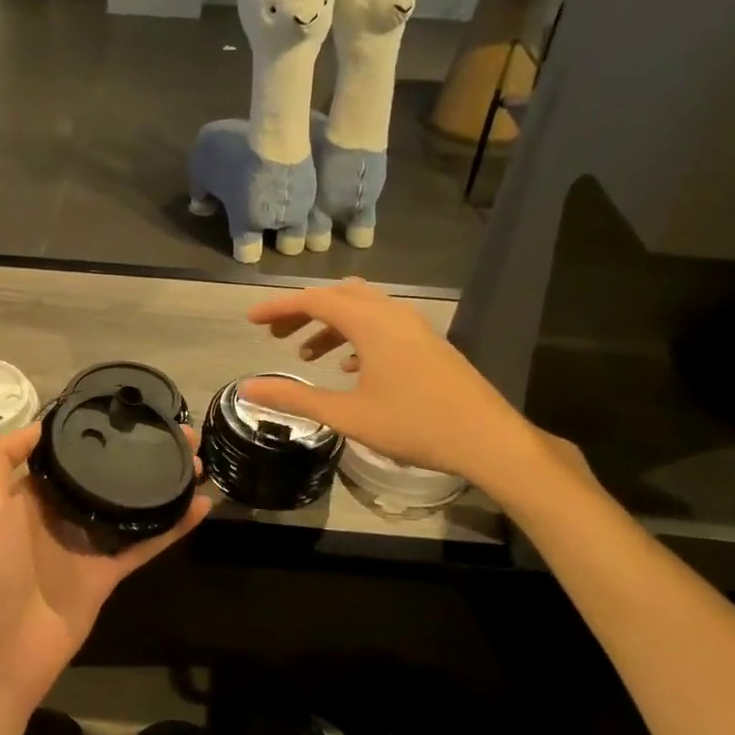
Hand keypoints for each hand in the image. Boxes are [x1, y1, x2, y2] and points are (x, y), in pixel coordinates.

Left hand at [0, 423, 211, 711]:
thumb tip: (40, 424)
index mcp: (24, 496)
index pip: (64, 454)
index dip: (93, 432)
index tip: (127, 411)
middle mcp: (56, 516)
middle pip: (103, 477)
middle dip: (136, 453)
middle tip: (177, 433)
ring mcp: (84, 547)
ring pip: (129, 507)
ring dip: (161, 484)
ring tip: (197, 460)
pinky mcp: (107, 575)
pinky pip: (144, 544)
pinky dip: (173, 527)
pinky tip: (201, 505)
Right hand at [243, 279, 575, 506]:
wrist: (486, 438)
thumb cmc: (413, 424)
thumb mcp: (346, 415)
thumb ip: (294, 398)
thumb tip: (248, 389)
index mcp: (370, 323)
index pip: (313, 300)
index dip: (278, 307)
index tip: (250, 320)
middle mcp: (392, 314)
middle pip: (338, 296)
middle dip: (303, 311)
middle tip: (275, 335)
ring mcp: (414, 327)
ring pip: (362, 310)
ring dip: (330, 325)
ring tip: (306, 355)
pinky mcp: (427, 343)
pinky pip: (382, 325)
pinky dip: (356, 336)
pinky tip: (350, 367)